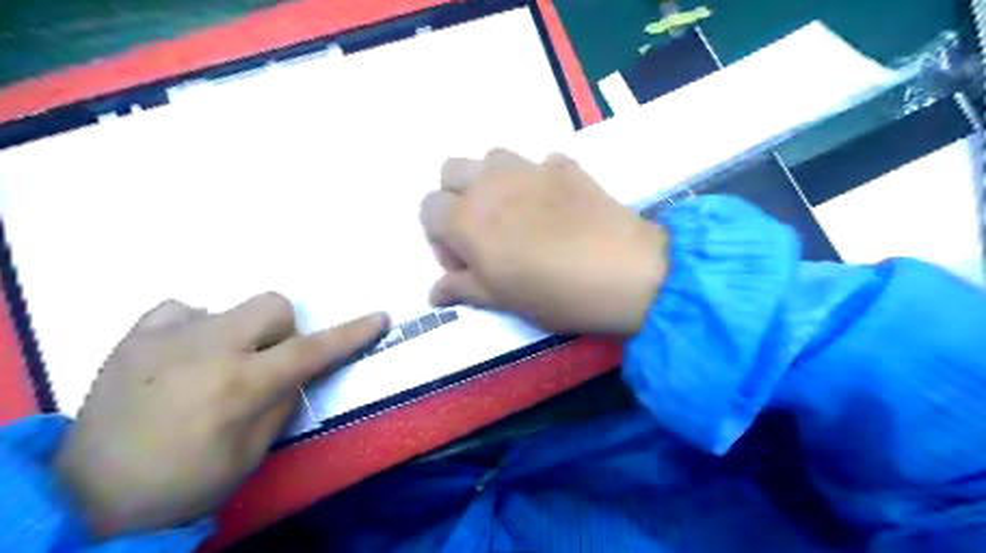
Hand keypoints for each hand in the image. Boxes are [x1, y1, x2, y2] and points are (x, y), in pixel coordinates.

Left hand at [52, 294, 384, 534]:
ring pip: (231, 306)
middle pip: (273, 305)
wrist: (92, 497)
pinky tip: (183, 356)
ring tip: (215, 367)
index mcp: (240, 386)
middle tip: (264, 364)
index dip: (350, 334)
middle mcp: (207, 349)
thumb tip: (293, 370)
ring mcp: (166, 338)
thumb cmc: (187, 482)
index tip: (379, 318)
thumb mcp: (253, 452)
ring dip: (240, 333)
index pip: (310, 351)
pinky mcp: (133, 337)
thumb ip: (282, 399)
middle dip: (282, 331)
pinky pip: (184, 310)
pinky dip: (197, 327)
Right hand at [420, 149, 666, 333]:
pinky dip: (537, 179)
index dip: (439, 238)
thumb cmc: (553, 291)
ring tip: (515, 214)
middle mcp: (490, 183)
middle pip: (450, 170)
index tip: (465, 263)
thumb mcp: (500, 298)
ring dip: (492, 181)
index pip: (427, 208)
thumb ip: (462, 289)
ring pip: (491, 158)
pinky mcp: (566, 166)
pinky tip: (555, 206)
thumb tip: (434, 293)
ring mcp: (530, 168)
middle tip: (482, 231)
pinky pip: (539, 163)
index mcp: (466, 217)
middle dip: (456, 197)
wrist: (623, 271)